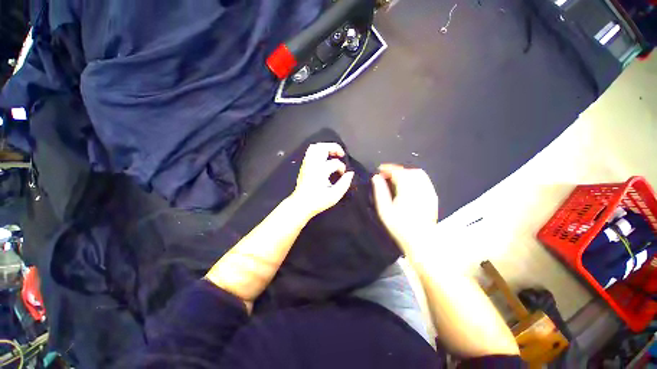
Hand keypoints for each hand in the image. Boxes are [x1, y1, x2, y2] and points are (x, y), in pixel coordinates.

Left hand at [289, 143, 354, 218]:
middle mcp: (312, 165)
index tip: (343, 174)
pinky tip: (324, 157)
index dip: (342, 168)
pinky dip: (319, 151)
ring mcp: (307, 164)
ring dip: (326, 147)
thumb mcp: (334, 196)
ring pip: (315, 147)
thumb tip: (350, 174)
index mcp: (320, 171)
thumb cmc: (317, 201)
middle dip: (334, 148)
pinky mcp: (304, 166)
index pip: (334, 163)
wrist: (301, 204)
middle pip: (323, 148)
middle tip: (341, 154)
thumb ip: (344, 184)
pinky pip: (310, 152)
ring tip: (333, 153)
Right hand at [372, 164, 437, 249]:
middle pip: (409, 171)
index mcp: (407, 191)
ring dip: (406, 173)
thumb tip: (376, 177)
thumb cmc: (400, 227)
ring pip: (418, 174)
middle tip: (387, 176)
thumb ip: (380, 191)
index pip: (399, 172)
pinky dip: (415, 178)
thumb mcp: (384, 210)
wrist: (421, 241)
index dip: (389, 168)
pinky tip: (408, 186)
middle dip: (397, 170)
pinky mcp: (433, 196)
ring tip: (396, 179)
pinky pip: (425, 180)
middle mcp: (420, 189)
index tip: (380, 170)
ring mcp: (429, 192)